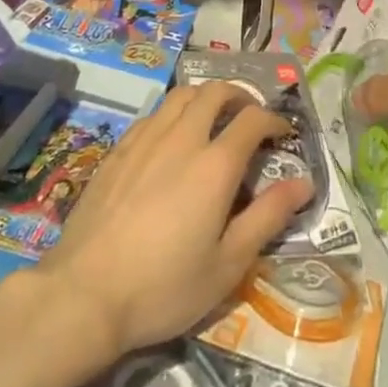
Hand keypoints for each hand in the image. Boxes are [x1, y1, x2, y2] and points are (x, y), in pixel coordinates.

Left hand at [34, 83, 313, 359]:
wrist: (83, 295)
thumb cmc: (163, 287)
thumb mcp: (227, 264)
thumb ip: (268, 217)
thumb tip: (304, 183)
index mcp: (215, 164)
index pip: (253, 119)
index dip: (275, 120)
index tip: (284, 134)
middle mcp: (182, 138)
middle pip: (215, 91)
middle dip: (240, 96)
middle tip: (250, 117)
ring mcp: (145, 139)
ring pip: (181, 95)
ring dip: (206, 97)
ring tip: (214, 120)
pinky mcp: (118, 150)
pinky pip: (154, 114)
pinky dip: (174, 114)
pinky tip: (172, 140)